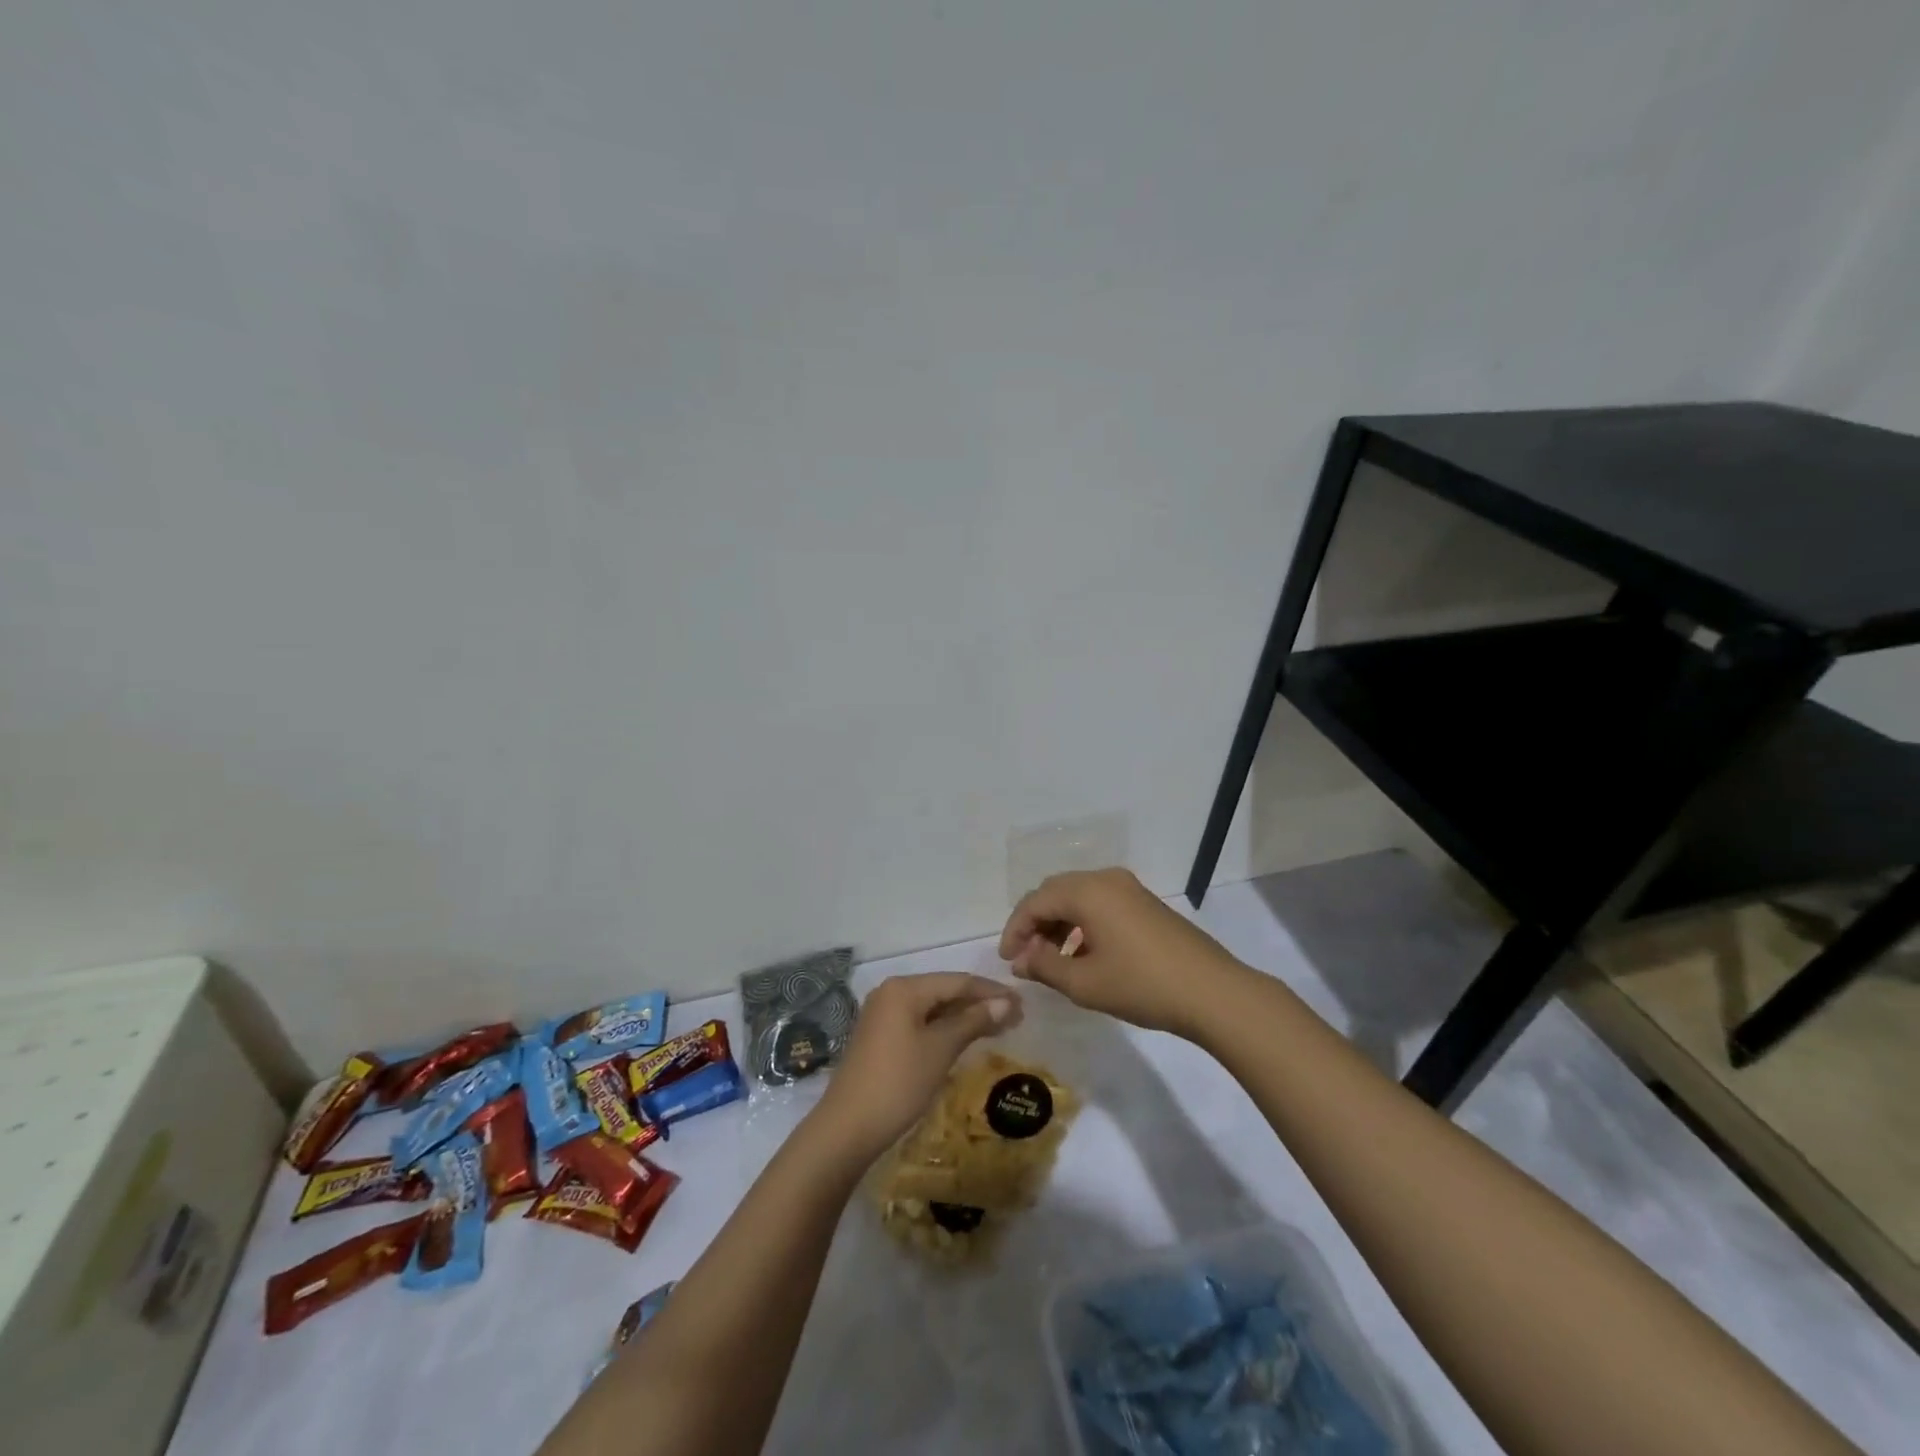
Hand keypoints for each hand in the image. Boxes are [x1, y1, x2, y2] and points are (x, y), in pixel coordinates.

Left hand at [812, 973, 1020, 1162]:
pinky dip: (945, 1028)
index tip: (1023, 1004)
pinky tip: (965, 1039)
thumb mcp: (940, 1049)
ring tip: (999, 1028)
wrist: (846, 1128)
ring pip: (933, 1008)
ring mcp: (883, 1015)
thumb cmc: (898, 1083)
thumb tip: (1006, 1001)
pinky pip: (920, 1022)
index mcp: (904, 988)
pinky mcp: (880, 1036)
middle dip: (980, 1003)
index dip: (991, 991)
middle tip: (1015, 1018)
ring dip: (964, 1017)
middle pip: (944, 991)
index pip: (957, 981)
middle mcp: (891, 992)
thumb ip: (973, 1020)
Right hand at [1000, 868, 1249, 1037]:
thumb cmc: (1142, 985)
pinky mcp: (1145, 903)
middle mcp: (1106, 879)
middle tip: (1026, 957)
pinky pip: (1100, 903)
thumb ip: (1044, 966)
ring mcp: (1129, 888)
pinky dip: (1082, 923)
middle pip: (1055, 892)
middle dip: (1035, 922)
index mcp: (1087, 891)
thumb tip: (1020, 960)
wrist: (1212, 992)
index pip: (1035, 901)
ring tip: (1052, 960)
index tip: (1007, 960)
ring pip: (1078, 897)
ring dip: (1058, 923)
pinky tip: (1084, 955)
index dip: (1015, 929)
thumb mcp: (1084, 983)